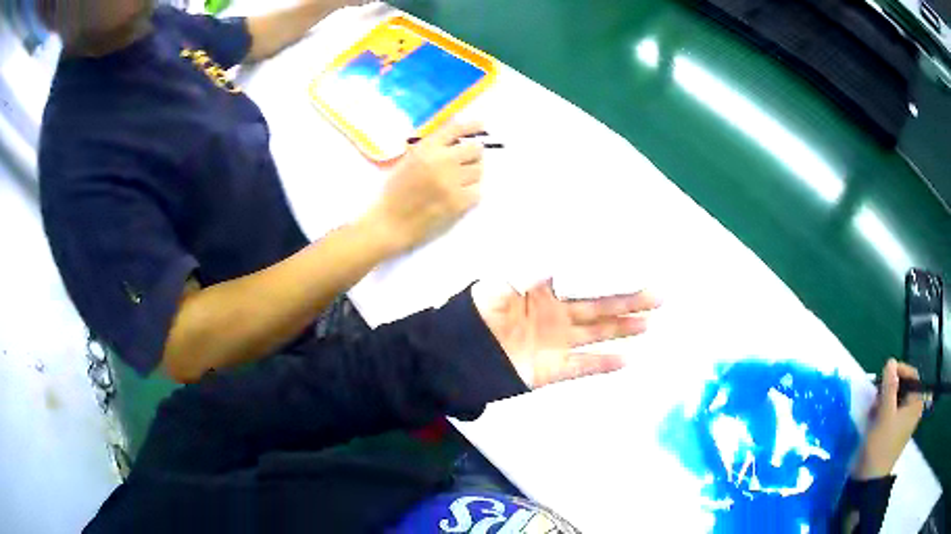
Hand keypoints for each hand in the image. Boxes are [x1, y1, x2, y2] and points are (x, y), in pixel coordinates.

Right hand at [362, 122, 484, 254]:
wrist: (390, 225)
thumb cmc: (394, 193)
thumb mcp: (407, 161)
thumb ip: (430, 148)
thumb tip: (456, 138)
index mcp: (426, 149)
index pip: (456, 129)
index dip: (472, 126)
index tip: (480, 125)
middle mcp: (442, 161)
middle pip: (475, 148)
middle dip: (473, 153)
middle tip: (466, 160)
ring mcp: (453, 182)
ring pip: (479, 170)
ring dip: (471, 173)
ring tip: (456, 182)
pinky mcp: (460, 203)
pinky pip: (477, 191)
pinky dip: (470, 192)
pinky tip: (456, 196)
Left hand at [473, 279, 660, 388]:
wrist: (456, 354)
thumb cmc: (477, 312)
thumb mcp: (501, 282)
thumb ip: (532, 269)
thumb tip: (563, 253)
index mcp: (546, 291)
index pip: (587, 282)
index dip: (611, 277)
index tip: (636, 269)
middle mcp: (557, 315)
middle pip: (600, 306)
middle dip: (629, 301)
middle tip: (657, 296)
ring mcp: (557, 343)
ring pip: (597, 334)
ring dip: (622, 329)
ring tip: (647, 323)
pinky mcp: (552, 369)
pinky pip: (582, 366)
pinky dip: (602, 364)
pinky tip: (625, 360)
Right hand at [855, 359, 925, 479]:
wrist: (868, 480)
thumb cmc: (880, 445)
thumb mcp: (885, 413)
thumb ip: (889, 385)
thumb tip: (890, 361)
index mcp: (916, 404)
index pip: (912, 376)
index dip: (899, 371)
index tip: (884, 373)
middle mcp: (913, 410)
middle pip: (904, 387)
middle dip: (890, 387)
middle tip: (877, 393)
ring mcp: (904, 422)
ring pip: (897, 400)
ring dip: (885, 399)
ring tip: (873, 407)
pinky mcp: (895, 432)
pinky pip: (892, 412)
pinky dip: (883, 410)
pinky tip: (874, 417)